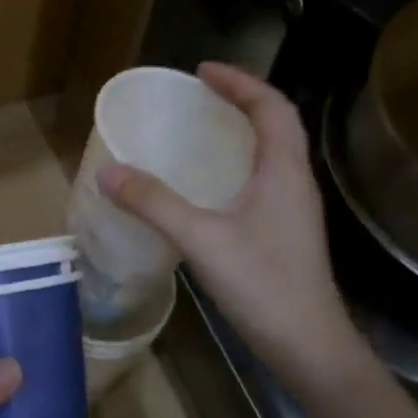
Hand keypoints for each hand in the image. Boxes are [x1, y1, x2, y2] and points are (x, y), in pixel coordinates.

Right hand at [99, 62, 359, 376]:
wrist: (309, 347)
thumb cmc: (264, 286)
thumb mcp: (202, 239)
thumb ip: (154, 204)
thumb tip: (108, 172)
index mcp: (284, 171)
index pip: (272, 107)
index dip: (240, 82)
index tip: (202, 71)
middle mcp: (293, 182)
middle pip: (275, 124)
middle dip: (239, 101)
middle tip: (198, 95)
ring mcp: (291, 210)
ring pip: (270, 154)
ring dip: (240, 132)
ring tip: (199, 130)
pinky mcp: (283, 233)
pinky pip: (260, 180)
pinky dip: (235, 165)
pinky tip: (205, 186)